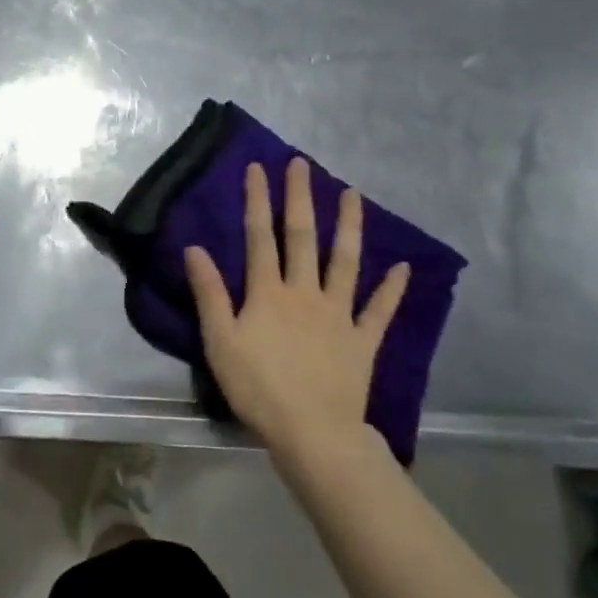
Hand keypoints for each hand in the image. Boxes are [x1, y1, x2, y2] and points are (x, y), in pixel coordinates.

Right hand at [185, 158, 408, 463]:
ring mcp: (339, 314)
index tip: (259, 168)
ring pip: (345, 262)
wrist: (312, 433)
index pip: (260, 236)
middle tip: (303, 165)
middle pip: (303, 237)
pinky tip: (403, 267)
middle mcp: (305, 292)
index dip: (258, 200)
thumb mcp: (220, 341)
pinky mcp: (363, 340)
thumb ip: (209, 293)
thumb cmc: (258, 388)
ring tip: (354, 194)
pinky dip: (392, 289)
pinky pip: (380, 310)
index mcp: (268, 292)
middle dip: (301, 198)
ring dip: (349, 226)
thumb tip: (195, 248)